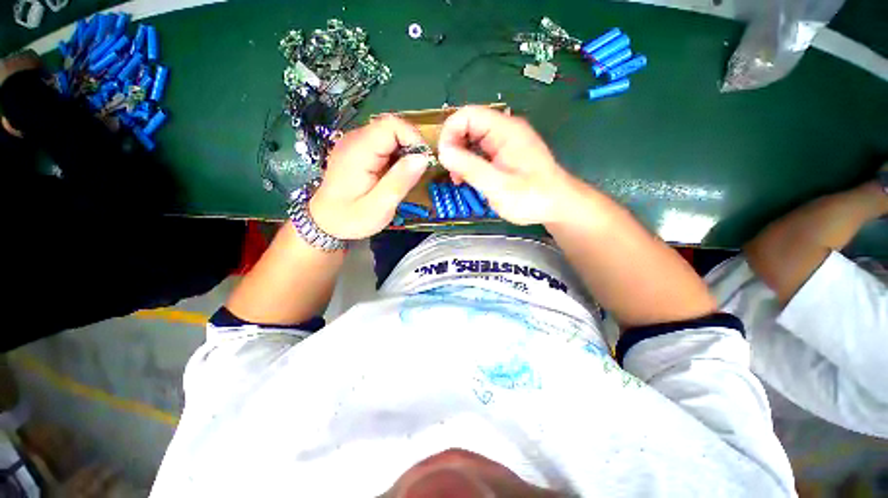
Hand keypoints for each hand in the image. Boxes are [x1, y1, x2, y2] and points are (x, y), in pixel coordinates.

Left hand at [309, 116, 428, 239]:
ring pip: (389, 135)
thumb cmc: (351, 218)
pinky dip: (395, 156)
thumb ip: (400, 181)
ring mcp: (355, 143)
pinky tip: (394, 175)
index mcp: (358, 151)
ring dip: (404, 152)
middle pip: (391, 127)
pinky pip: (383, 144)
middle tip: (415, 173)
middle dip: (410, 147)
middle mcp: (355, 140)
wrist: (325, 222)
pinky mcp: (357, 150)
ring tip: (405, 177)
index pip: (391, 125)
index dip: (413, 138)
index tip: (423, 161)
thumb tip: (423, 158)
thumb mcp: (379, 207)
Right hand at [437, 106, 573, 224]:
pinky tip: (469, 179)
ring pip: (472, 140)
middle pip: (468, 125)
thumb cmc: (532, 197)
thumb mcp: (498, 186)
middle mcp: (504, 130)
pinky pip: (480, 151)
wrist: (557, 205)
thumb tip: (443, 152)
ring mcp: (505, 142)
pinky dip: (470, 164)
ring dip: (460, 157)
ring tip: (459, 179)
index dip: (450, 132)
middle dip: (454, 147)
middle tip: (452, 172)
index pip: (467, 114)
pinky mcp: (504, 154)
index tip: (444, 158)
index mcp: (505, 130)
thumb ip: (470, 168)